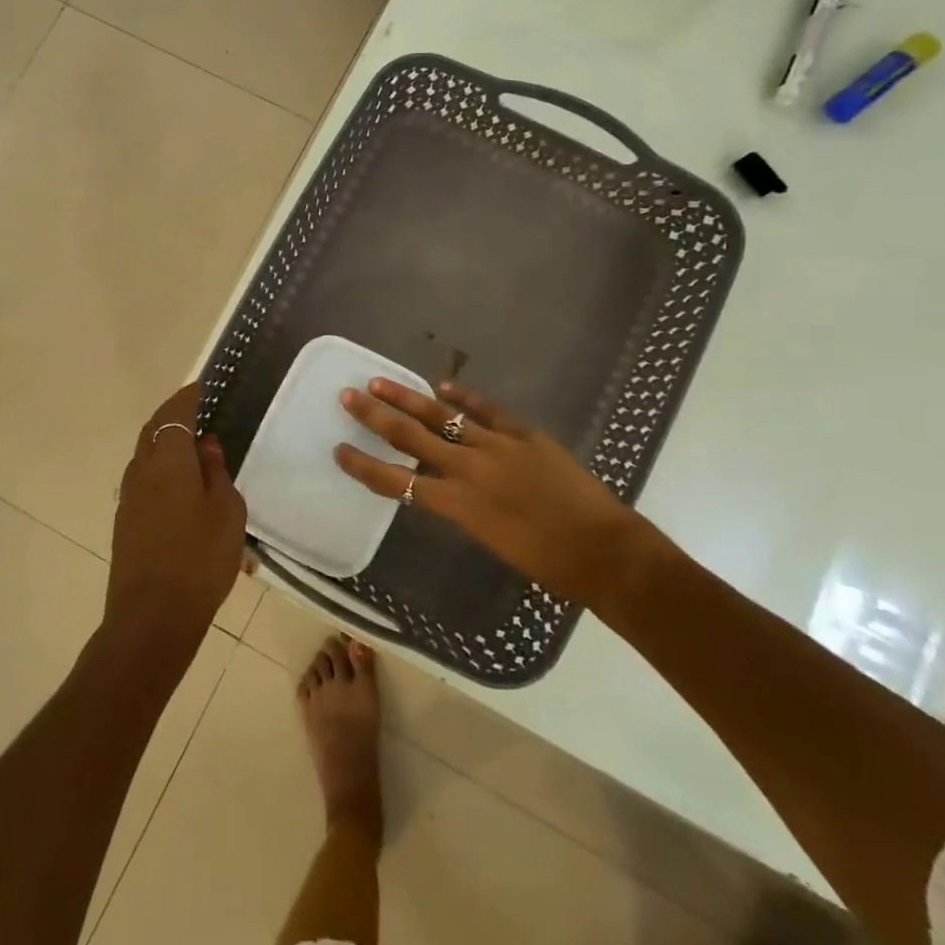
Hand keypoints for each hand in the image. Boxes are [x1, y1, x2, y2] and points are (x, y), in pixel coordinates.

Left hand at [104, 383, 247, 663]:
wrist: (152, 617)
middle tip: (196, 409)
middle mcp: (141, 470)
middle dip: (172, 415)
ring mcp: (129, 496)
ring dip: (165, 442)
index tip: (202, 386)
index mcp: (167, 459)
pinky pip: (144, 479)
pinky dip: (161, 467)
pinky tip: (181, 483)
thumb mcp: (226, 511)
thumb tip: (205, 445)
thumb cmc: (199, 558)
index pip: (174, 413)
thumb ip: (216, 471)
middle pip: (153, 430)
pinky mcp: (126, 521)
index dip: (188, 397)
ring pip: (145, 455)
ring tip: (192, 445)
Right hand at [334, 380, 646, 608]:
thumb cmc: (547, 563)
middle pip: (411, 437)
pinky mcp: (524, 434)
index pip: (398, 482)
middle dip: (375, 417)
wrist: (605, 551)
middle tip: (348, 396)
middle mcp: (470, 469)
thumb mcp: (490, 539)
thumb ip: (462, 508)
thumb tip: (442, 485)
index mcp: (459, 505)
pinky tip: (444, 384)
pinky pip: (487, 410)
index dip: (365, 467)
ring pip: (443, 415)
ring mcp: (498, 446)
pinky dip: (464, 396)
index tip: (340, 451)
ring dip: (408, 397)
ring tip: (380, 382)